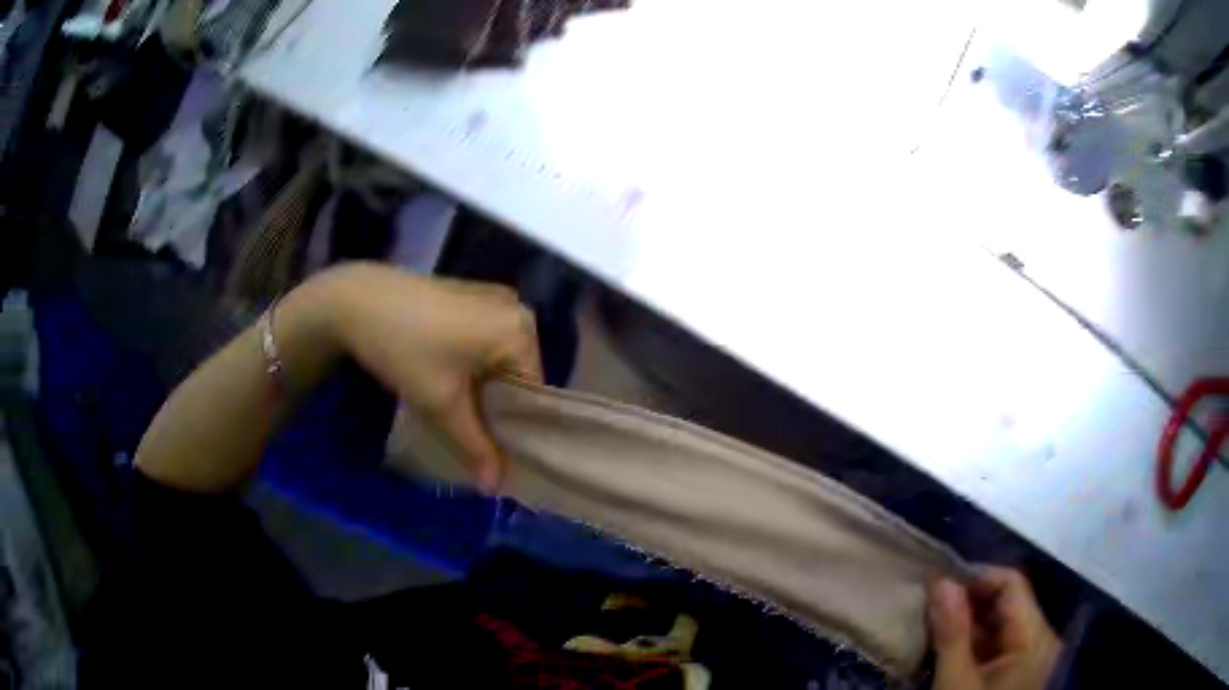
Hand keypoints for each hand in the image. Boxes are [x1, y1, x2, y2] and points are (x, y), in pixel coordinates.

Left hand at [319, 263, 542, 493]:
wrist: (356, 300)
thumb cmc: (405, 349)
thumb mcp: (441, 405)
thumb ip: (475, 448)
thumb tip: (497, 489)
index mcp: (521, 330)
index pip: (533, 394)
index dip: (515, 428)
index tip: (493, 452)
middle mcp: (517, 309)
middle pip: (518, 375)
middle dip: (497, 407)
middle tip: (470, 433)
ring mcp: (493, 298)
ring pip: (499, 360)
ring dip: (483, 387)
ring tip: (456, 410)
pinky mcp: (471, 295)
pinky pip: (485, 340)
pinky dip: (473, 364)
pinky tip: (447, 377)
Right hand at [928, 568, 1061, 689]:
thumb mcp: (956, 683)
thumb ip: (952, 633)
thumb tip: (940, 581)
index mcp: (1035, 636)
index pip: (1012, 584)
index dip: (977, 577)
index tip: (938, 584)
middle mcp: (1040, 637)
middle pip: (1008, 601)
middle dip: (969, 600)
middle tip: (930, 606)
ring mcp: (1030, 654)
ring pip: (1000, 622)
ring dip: (968, 621)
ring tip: (933, 625)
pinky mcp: (1018, 669)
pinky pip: (998, 642)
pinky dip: (973, 641)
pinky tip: (948, 647)